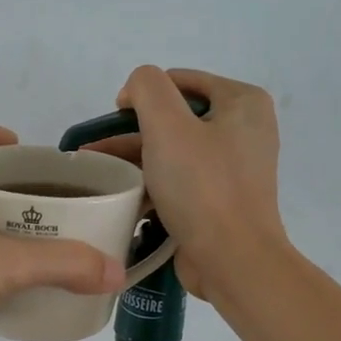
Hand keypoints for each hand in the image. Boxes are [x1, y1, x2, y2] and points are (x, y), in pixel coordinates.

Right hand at [93, 67, 287, 302]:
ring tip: (98, 173)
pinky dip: (152, 183)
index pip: (181, 81)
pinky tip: (122, 196)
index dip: (142, 94)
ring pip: (174, 151)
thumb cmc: (202, 187)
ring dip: (136, 159)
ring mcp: (234, 167)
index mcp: (242, 102)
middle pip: (176, 117)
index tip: (113, 119)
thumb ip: (147, 88)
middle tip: (96, 150)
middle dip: (132, 132)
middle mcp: (244, 130)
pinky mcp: (221, 199)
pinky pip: (180, 180)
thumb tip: (135, 90)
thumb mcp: (167, 125)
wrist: (232, 260)